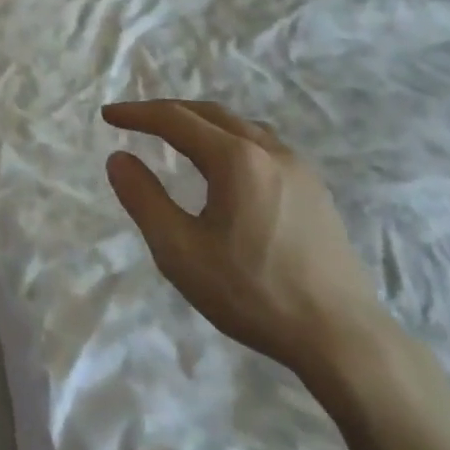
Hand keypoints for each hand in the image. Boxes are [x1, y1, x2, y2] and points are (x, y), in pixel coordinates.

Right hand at [102, 100, 384, 377]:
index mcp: (236, 159)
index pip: (176, 119)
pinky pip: (263, 146)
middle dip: (168, 112)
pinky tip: (226, 168)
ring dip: (202, 124)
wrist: (342, 337)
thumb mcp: (181, 252)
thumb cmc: (253, 293)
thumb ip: (144, 199)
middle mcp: (269, 150)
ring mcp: (298, 168)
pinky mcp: (315, 190)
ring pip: (240, 127)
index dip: (138, 114)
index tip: (108, 116)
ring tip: (177, 138)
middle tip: (136, 122)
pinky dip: (230, 140)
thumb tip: (118, 158)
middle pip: (210, 113)